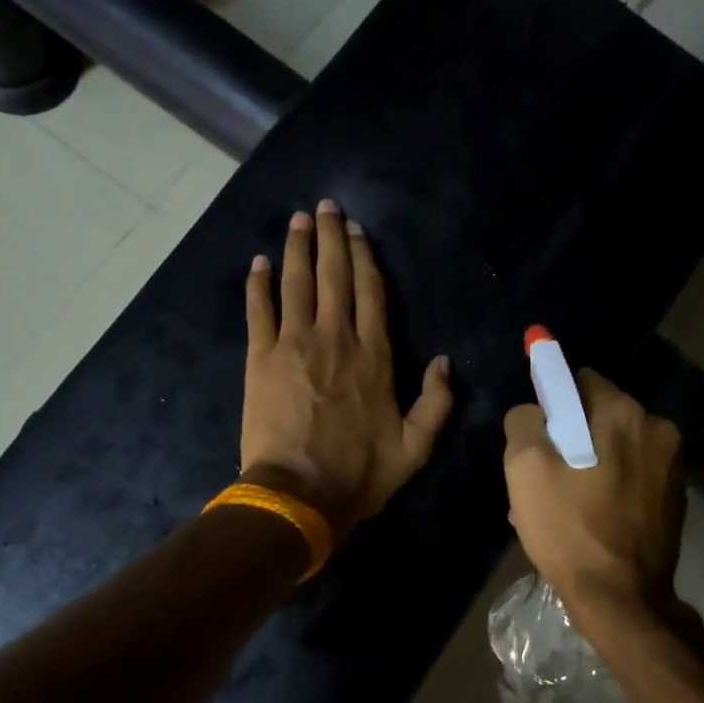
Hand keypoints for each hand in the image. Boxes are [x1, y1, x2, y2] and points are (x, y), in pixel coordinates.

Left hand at [242, 199, 453, 539]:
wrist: (300, 495)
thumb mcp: (416, 447)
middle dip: (330, 237)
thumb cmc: (360, 474)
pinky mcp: (261, 358)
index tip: (357, 231)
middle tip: (325, 206)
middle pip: (334, 275)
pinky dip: (258, 284)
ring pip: (297, 283)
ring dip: (297, 248)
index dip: (364, 257)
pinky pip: (259, 310)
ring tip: (297, 220)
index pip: (371, 292)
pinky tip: (258, 262)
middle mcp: (336, 338)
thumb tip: (445, 361)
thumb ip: (437, 402)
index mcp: (375, 356)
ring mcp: (295, 344)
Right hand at [503, 370, 688, 641]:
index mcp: (625, 413)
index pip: (581, 381)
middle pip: (599, 417)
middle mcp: (658, 429)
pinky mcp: (675, 498)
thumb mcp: (525, 468)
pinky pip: (631, 476)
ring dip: (587, 465)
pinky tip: (587, 518)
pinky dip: (608, 486)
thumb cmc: (569, 528)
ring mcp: (673, 466)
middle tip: (544, 478)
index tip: (538, 436)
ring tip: (562, 505)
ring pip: (614, 449)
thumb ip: (524, 421)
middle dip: (570, 438)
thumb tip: (534, 412)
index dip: (553, 404)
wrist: (622, 599)